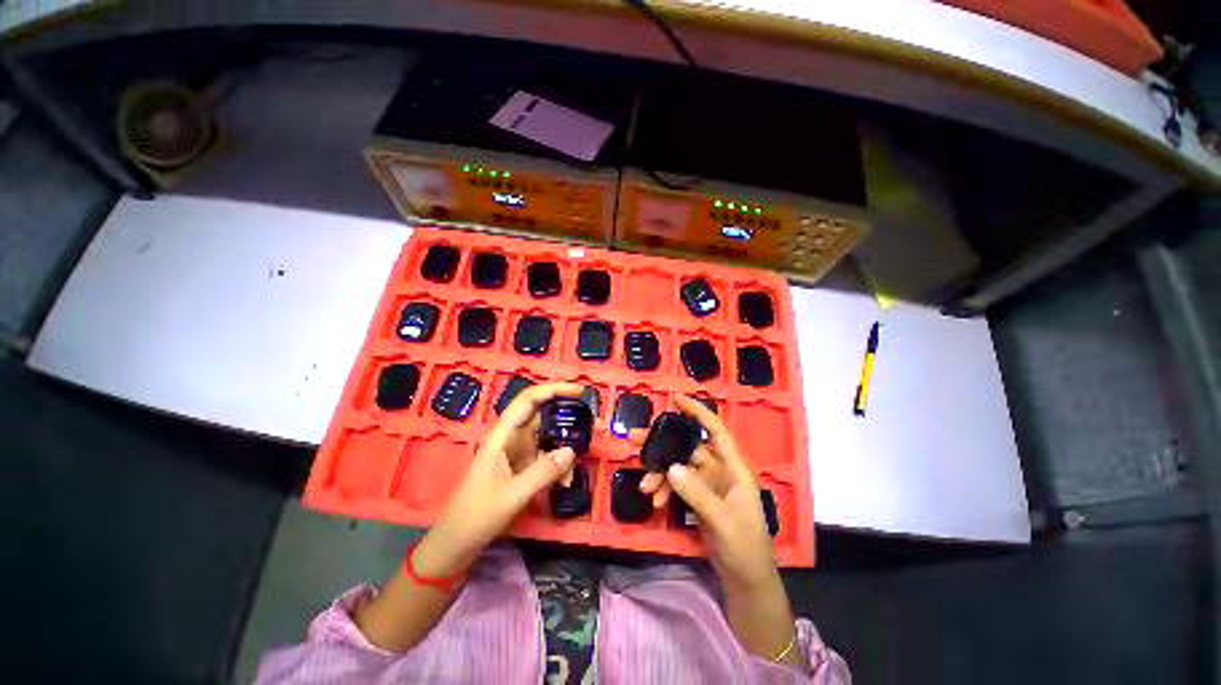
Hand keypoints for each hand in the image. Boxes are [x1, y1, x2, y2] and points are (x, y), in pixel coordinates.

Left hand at [413, 382, 581, 577]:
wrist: (457, 542)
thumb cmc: (476, 514)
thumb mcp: (511, 495)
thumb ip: (542, 472)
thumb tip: (572, 451)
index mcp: (503, 433)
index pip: (531, 399)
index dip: (556, 389)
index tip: (582, 392)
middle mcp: (513, 436)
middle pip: (546, 414)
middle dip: (572, 417)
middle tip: (597, 426)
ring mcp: (520, 451)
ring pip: (550, 436)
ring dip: (569, 444)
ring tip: (585, 457)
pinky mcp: (524, 465)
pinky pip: (549, 456)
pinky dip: (561, 465)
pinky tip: (566, 482)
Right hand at [649, 396, 777, 590]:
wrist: (745, 582)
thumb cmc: (745, 548)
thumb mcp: (723, 521)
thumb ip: (697, 494)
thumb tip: (671, 467)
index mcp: (733, 469)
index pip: (715, 431)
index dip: (698, 412)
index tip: (675, 399)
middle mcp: (719, 471)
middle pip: (687, 448)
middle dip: (663, 444)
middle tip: (636, 439)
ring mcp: (706, 485)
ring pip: (677, 467)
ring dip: (659, 473)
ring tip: (644, 486)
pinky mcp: (696, 498)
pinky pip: (675, 486)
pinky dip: (663, 490)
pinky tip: (653, 501)